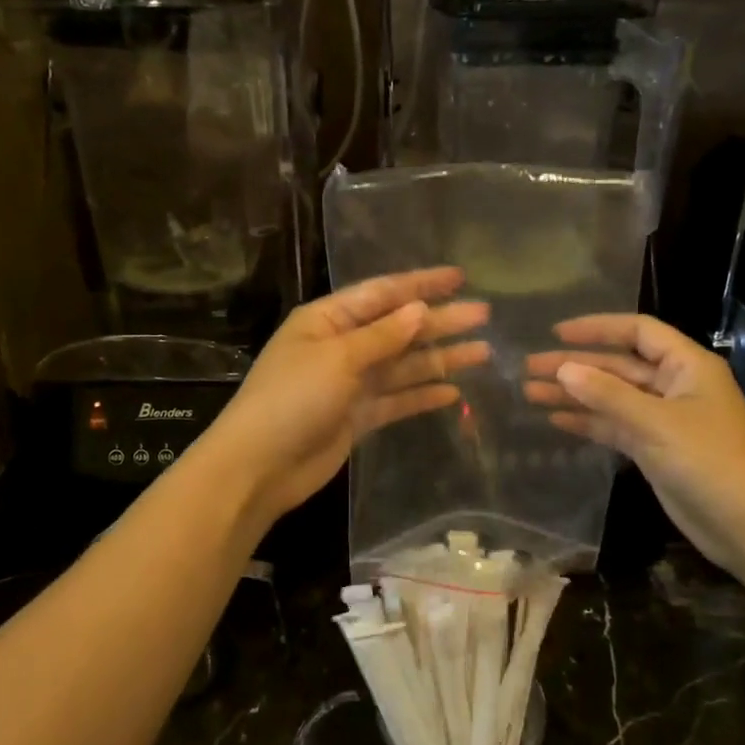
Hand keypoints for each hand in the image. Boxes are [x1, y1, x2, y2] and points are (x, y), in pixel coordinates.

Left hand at [203, 268, 488, 521]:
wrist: (260, 466)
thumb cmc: (293, 398)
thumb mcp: (338, 357)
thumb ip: (383, 335)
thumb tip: (420, 309)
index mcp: (328, 319)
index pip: (382, 293)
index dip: (421, 284)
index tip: (460, 278)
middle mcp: (341, 345)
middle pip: (398, 328)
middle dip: (439, 321)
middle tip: (485, 316)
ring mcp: (350, 382)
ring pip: (403, 364)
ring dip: (440, 358)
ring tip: (483, 353)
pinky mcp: (357, 416)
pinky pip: (397, 398)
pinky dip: (422, 394)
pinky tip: (454, 392)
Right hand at [524, 315, 744, 573]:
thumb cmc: (709, 461)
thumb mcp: (656, 423)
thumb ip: (607, 394)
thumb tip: (563, 369)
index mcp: (687, 366)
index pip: (638, 332)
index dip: (597, 328)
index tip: (557, 333)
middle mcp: (674, 386)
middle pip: (617, 366)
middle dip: (575, 366)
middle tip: (529, 369)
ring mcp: (664, 419)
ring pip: (612, 398)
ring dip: (574, 395)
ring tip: (530, 394)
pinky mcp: (655, 449)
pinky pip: (615, 426)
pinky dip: (588, 423)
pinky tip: (555, 421)